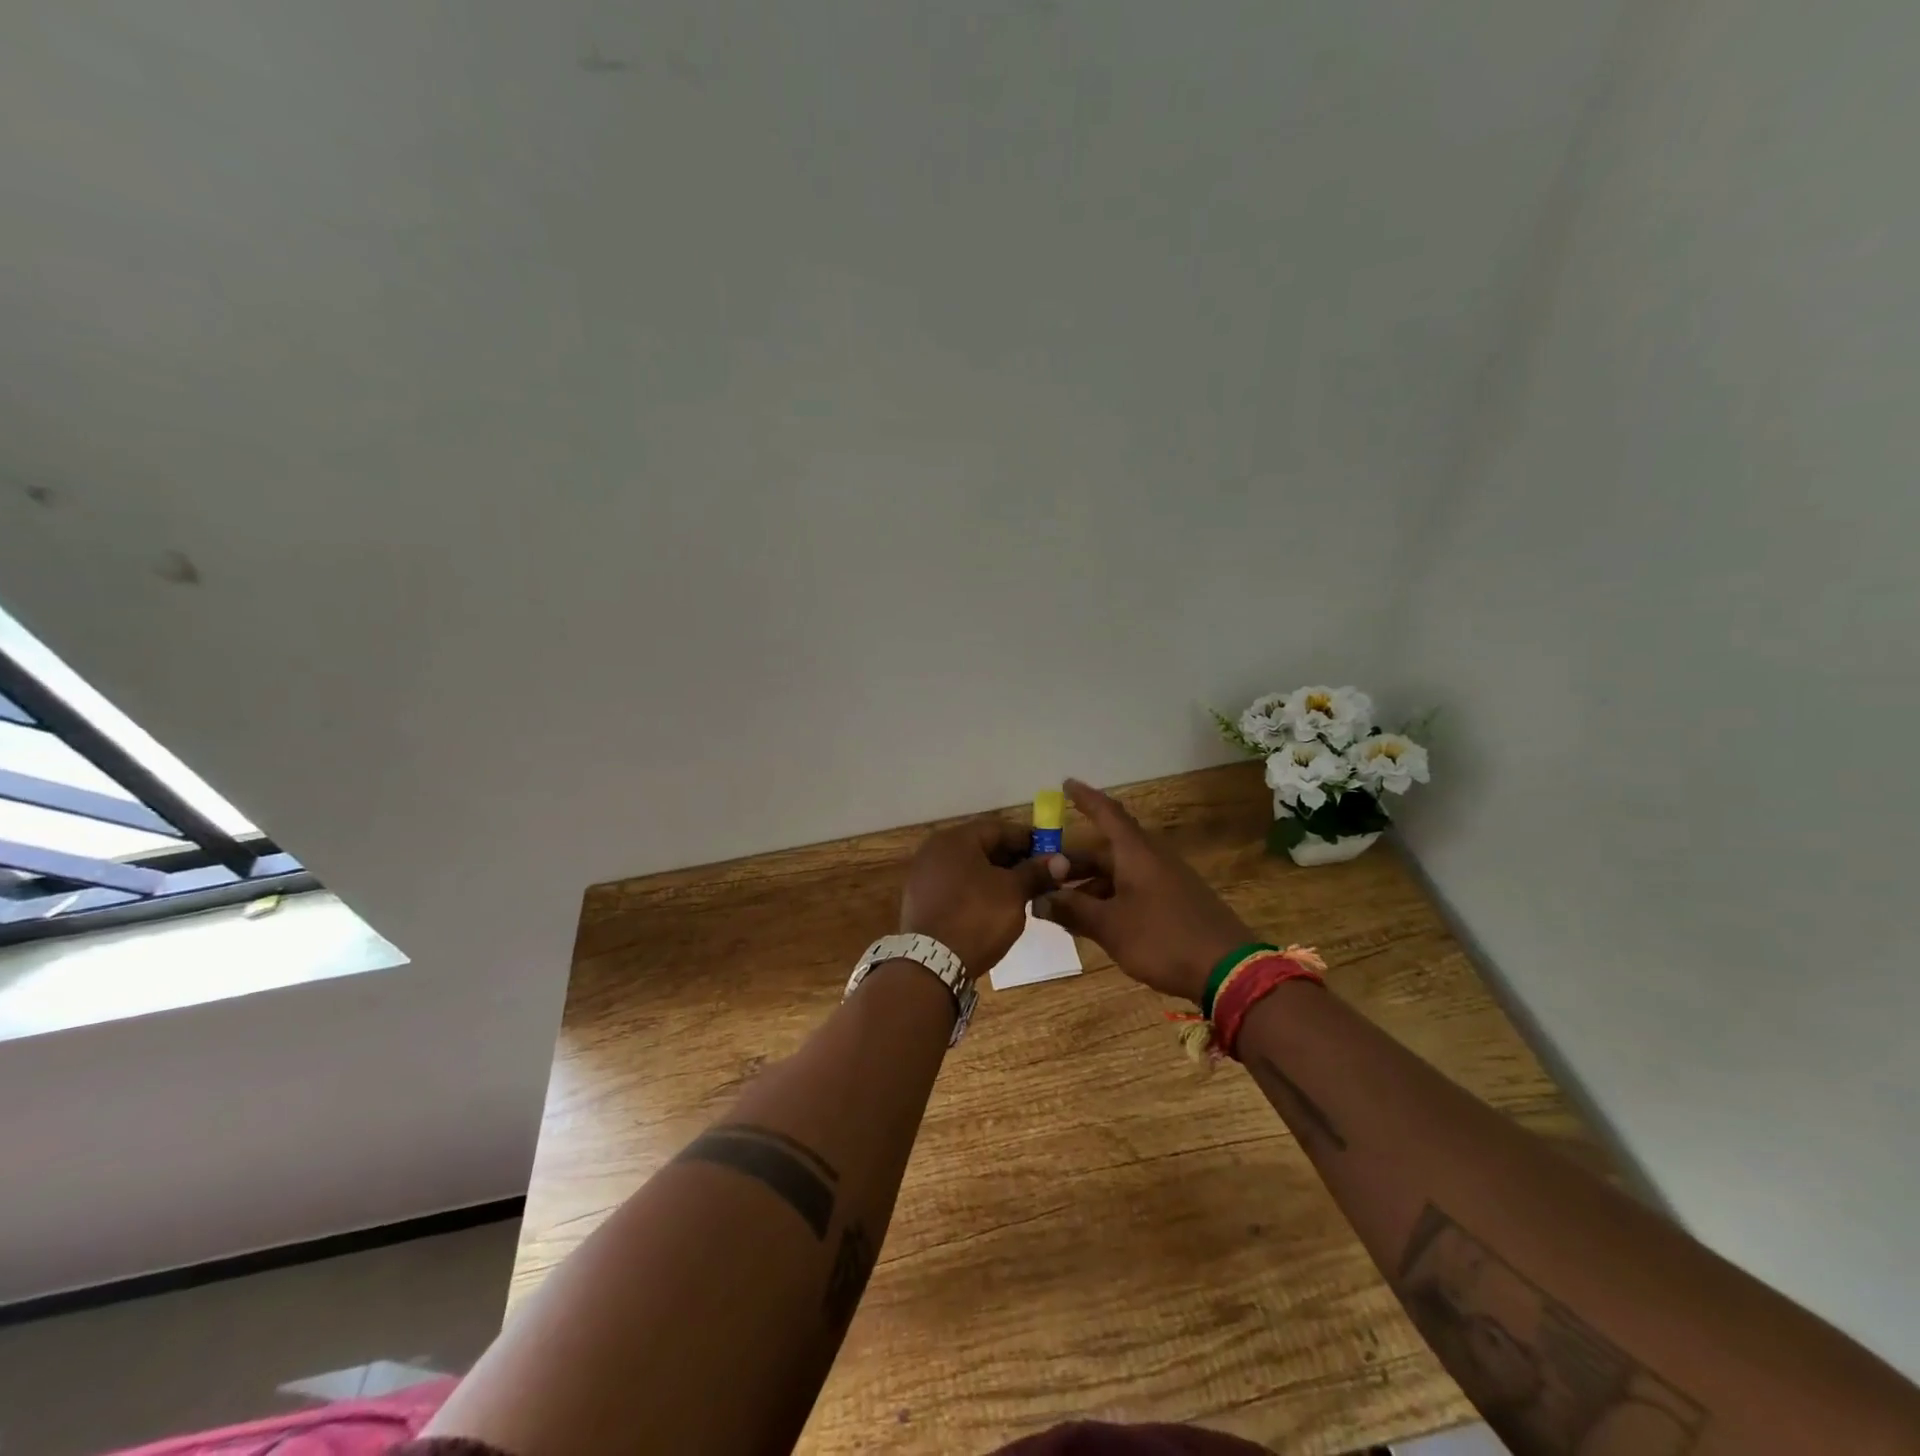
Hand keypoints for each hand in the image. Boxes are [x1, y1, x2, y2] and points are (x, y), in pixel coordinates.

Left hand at [900, 818, 1064, 979]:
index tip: (1051, 855)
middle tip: (1040, 876)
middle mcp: (934, 850)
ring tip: (1022, 893)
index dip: (1029, 840)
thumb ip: (1035, 872)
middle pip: (982, 847)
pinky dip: (976, 891)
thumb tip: (1060, 860)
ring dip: (996, 876)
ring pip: (969, 868)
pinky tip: (994, 907)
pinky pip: (955, 886)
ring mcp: (924, 876)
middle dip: (1013, 860)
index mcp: (955, 839)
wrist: (933, 964)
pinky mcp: (920, 901)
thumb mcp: (1013, 892)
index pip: (999, 829)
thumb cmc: (977, 916)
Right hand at [1033, 779, 1255, 1002]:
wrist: (1228, 971)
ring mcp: (1167, 883)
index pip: (1107, 814)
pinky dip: (1110, 900)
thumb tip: (1039, 900)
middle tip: (1046, 875)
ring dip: (1090, 886)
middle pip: (1107, 851)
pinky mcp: (1176, 904)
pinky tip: (1095, 923)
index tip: (1066, 784)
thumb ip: (1073, 911)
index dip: (1086, 799)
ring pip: (1119, 875)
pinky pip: (1134, 891)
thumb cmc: (1163, 938)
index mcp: (1136, 854)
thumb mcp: (1110, 926)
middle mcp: (1152, 860)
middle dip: (1075, 862)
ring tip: (1064, 908)